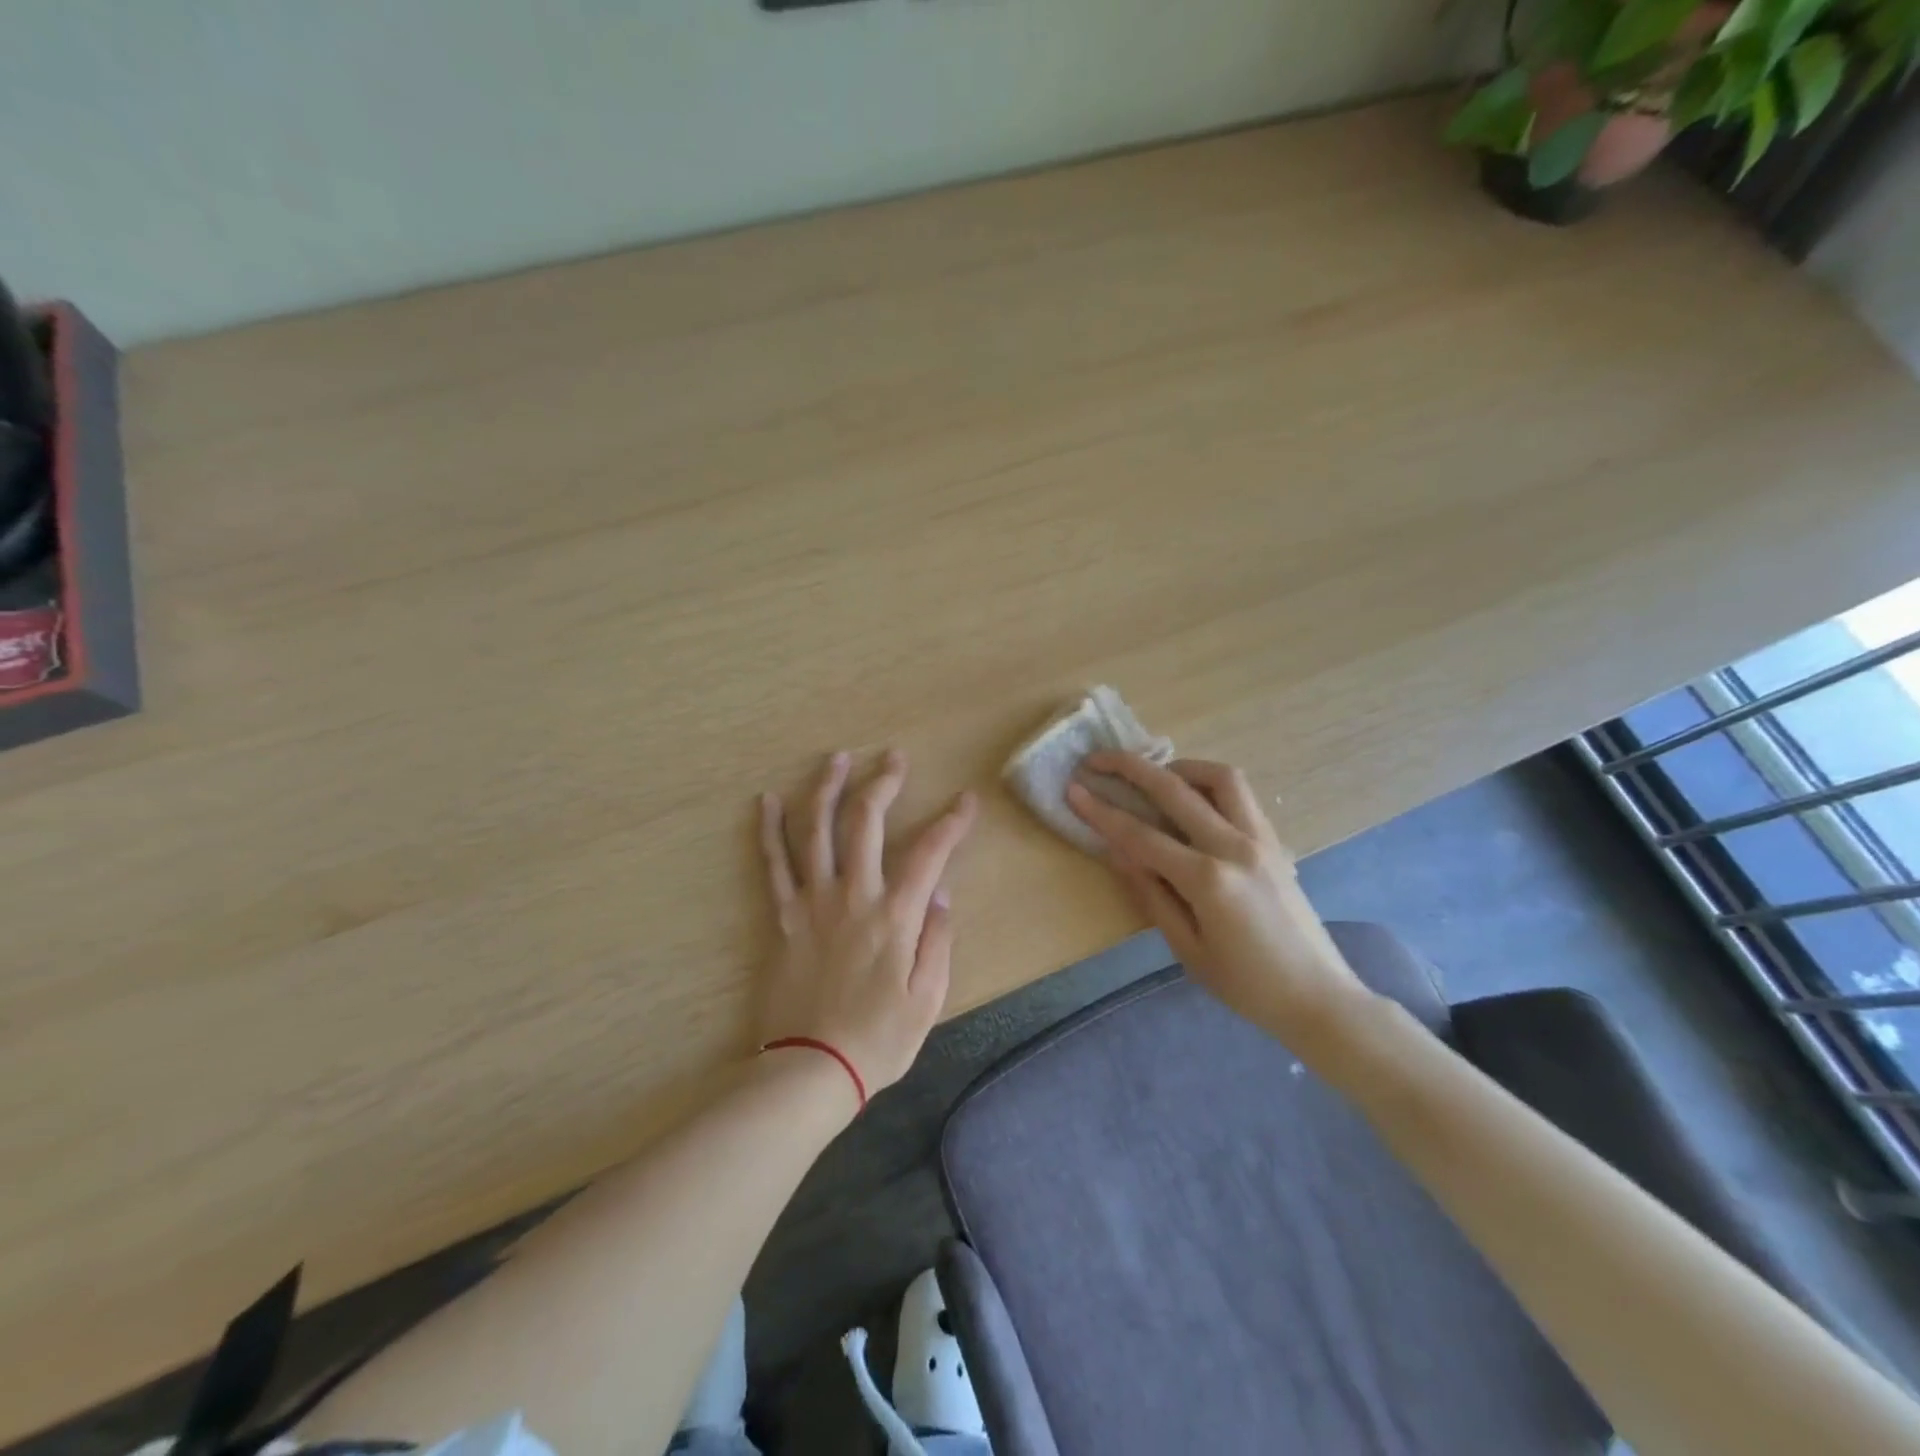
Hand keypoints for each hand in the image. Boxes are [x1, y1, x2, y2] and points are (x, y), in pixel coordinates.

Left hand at [757, 750, 977, 1098]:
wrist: (811, 1069)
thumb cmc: (879, 1039)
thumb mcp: (928, 998)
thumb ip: (938, 940)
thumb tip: (939, 892)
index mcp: (895, 916)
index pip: (930, 852)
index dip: (952, 821)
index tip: (967, 800)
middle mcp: (853, 896)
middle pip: (867, 822)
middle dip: (884, 782)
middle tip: (894, 757)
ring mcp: (813, 902)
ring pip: (817, 830)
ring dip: (827, 788)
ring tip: (837, 758)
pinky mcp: (784, 916)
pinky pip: (774, 864)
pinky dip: (770, 830)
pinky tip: (767, 801)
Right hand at [1066, 753, 1371, 1049]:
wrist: (1318, 996)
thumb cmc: (1246, 984)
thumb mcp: (1187, 949)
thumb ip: (1150, 894)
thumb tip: (1117, 850)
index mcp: (1207, 880)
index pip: (1141, 835)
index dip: (1101, 811)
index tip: (1073, 789)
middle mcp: (1234, 846)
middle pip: (1174, 790)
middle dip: (1131, 768)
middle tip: (1098, 759)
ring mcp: (1260, 839)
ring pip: (1219, 777)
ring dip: (1179, 767)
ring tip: (1153, 775)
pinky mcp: (1275, 841)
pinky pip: (1240, 795)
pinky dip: (1209, 784)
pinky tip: (1192, 799)